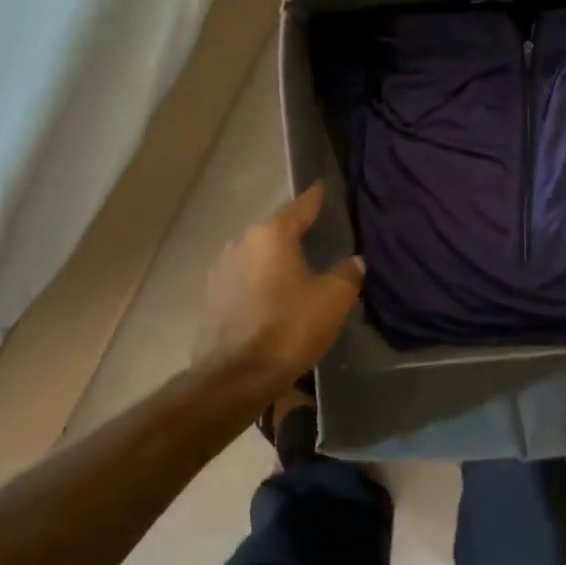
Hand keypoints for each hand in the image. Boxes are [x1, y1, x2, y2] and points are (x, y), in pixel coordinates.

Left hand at [192, 185, 363, 392]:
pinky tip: (276, 293)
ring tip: (299, 266)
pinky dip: (262, 279)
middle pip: (276, 229)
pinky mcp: (213, 296)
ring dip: (277, 258)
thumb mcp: (333, 299)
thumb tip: (353, 260)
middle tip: (320, 234)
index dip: (316, 198)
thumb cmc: (289, 328)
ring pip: (258, 254)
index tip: (324, 187)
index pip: (301, 205)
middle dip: (296, 231)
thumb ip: (347, 272)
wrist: (236, 377)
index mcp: (272, 234)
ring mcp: (222, 269)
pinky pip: (246, 277)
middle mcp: (242, 242)